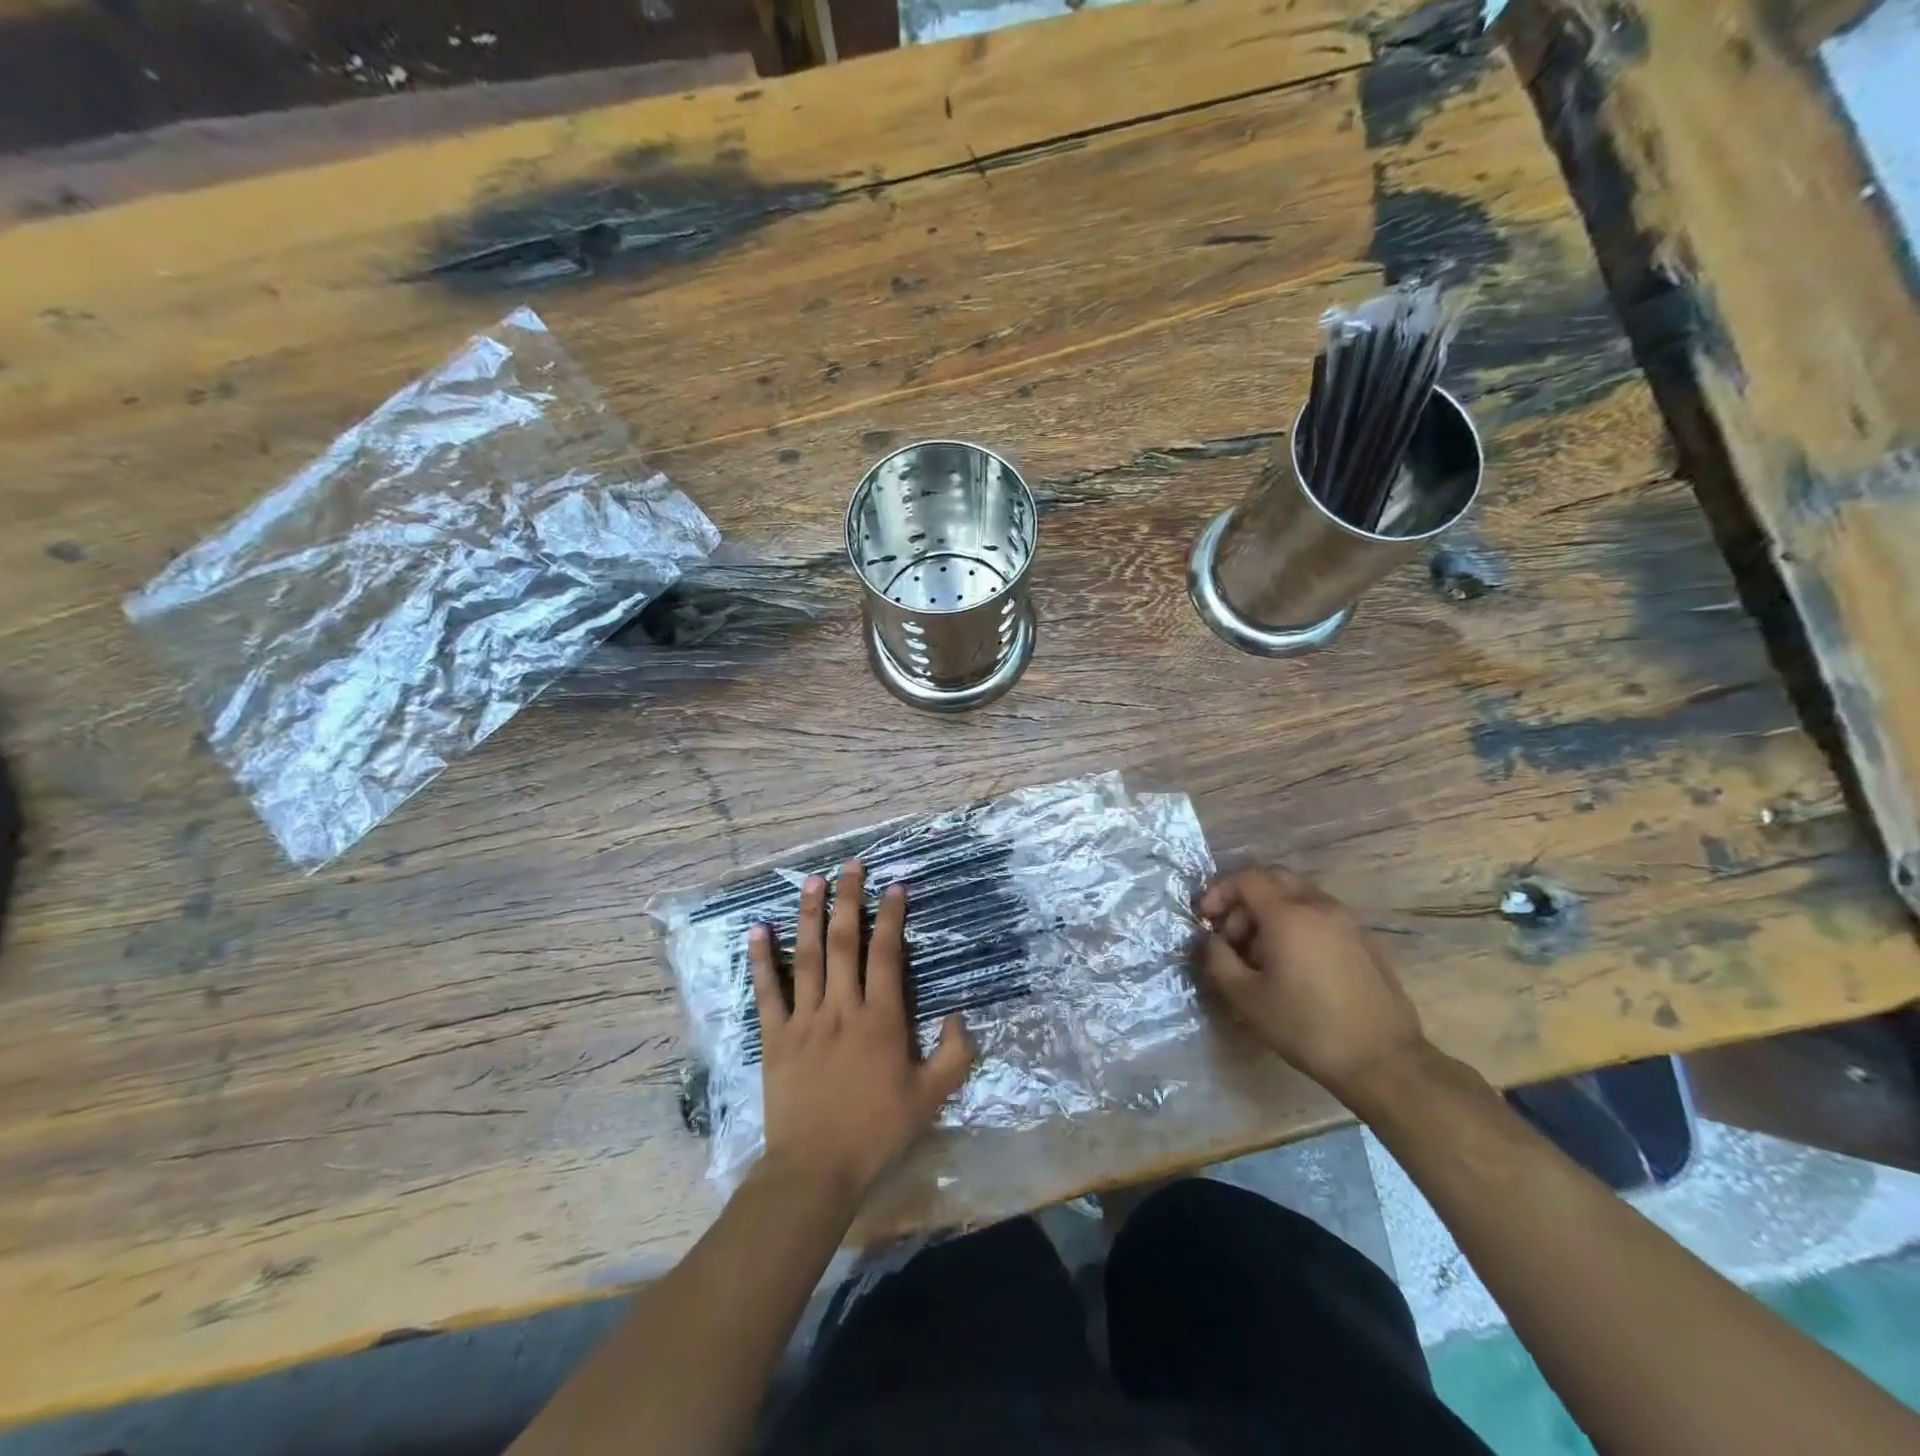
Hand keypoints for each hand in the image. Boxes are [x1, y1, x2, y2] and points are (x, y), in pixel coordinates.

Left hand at [750, 861, 975, 1202]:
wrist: (815, 1169)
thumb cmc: (876, 1132)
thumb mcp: (931, 1099)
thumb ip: (954, 1055)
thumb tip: (959, 1014)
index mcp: (881, 1019)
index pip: (886, 954)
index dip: (892, 916)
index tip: (895, 886)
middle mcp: (842, 1008)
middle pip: (845, 942)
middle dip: (850, 899)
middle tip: (852, 866)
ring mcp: (805, 1019)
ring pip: (808, 956)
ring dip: (810, 915)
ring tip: (813, 881)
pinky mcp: (775, 1036)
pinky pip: (767, 991)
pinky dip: (762, 959)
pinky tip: (757, 930)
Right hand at [1196, 866, 1427, 1101]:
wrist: (1382, 1061)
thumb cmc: (1305, 1027)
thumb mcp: (1246, 998)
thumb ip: (1219, 959)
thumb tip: (1212, 940)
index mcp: (1288, 914)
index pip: (1247, 879)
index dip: (1220, 892)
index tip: (1206, 919)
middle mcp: (1319, 906)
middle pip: (1274, 879)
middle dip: (1245, 899)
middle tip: (1232, 933)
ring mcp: (1347, 921)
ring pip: (1299, 896)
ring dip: (1271, 912)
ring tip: (1260, 954)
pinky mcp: (1364, 940)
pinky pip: (1320, 915)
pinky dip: (1297, 924)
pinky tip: (1293, 964)